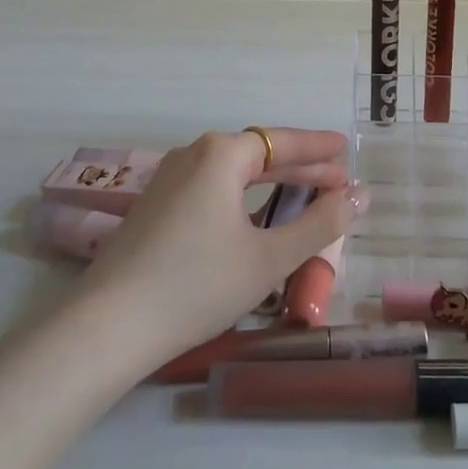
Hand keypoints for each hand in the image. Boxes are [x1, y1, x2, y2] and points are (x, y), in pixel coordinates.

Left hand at [75, 128, 362, 357]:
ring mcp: (168, 179)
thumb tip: (359, 196)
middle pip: (258, 154)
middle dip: (299, 167)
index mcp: (221, 154)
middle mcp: (193, 155)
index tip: (346, 150)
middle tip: (336, 181)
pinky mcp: (155, 206)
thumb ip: (320, 224)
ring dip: (271, 183)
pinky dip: (243, 196)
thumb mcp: (269, 258)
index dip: (318, 147)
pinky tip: (254, 217)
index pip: (282, 141)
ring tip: (303, 196)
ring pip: (233, 172)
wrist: (108, 327)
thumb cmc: (197, 285)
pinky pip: (211, 188)